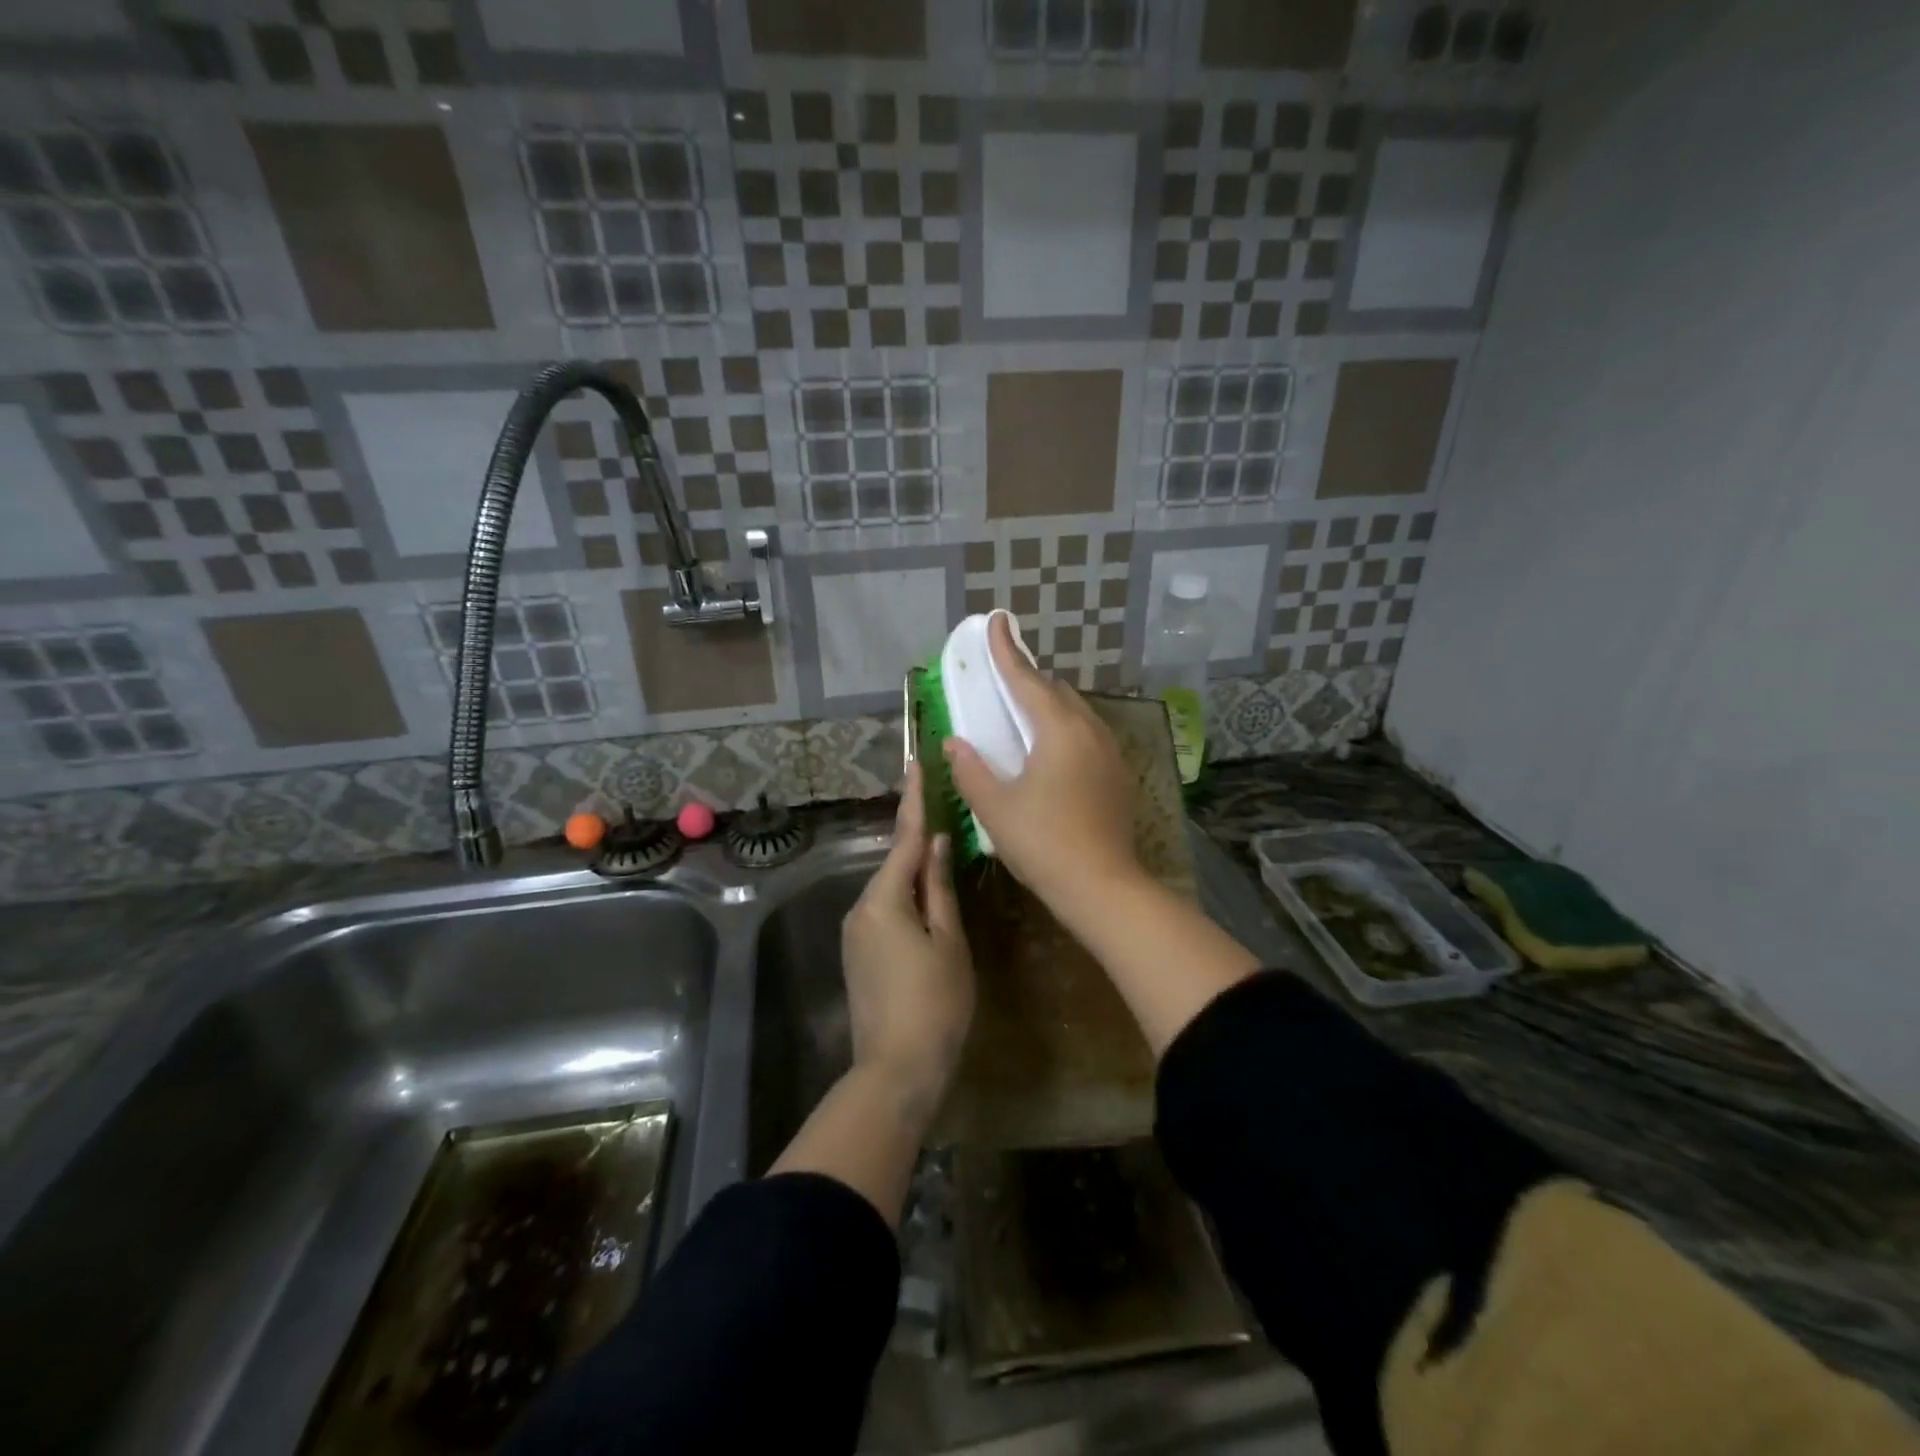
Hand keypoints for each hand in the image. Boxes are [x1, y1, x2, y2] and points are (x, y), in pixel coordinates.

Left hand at [840, 762, 975, 1114]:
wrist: (895, 1069)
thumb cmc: (934, 1003)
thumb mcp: (948, 941)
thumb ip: (940, 887)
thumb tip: (939, 843)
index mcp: (884, 899)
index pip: (904, 838)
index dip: (913, 800)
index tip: (916, 764)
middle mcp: (861, 907)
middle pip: (896, 862)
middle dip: (919, 838)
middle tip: (944, 808)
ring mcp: (856, 932)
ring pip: (891, 888)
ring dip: (916, 871)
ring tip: (946, 854)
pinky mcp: (859, 953)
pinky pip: (886, 910)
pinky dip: (908, 897)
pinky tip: (929, 900)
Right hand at [943, 613, 1144, 912]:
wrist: (1103, 887)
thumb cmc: (1044, 843)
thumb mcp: (995, 807)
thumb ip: (970, 769)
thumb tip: (955, 742)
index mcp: (1059, 730)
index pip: (1026, 679)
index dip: (1006, 650)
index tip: (996, 620)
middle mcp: (1090, 731)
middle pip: (1055, 691)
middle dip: (1027, 679)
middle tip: (1001, 678)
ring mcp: (1109, 752)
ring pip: (1075, 712)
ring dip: (1048, 705)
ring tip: (1021, 713)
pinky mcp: (1117, 775)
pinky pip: (1086, 734)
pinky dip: (1063, 728)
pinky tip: (1049, 752)